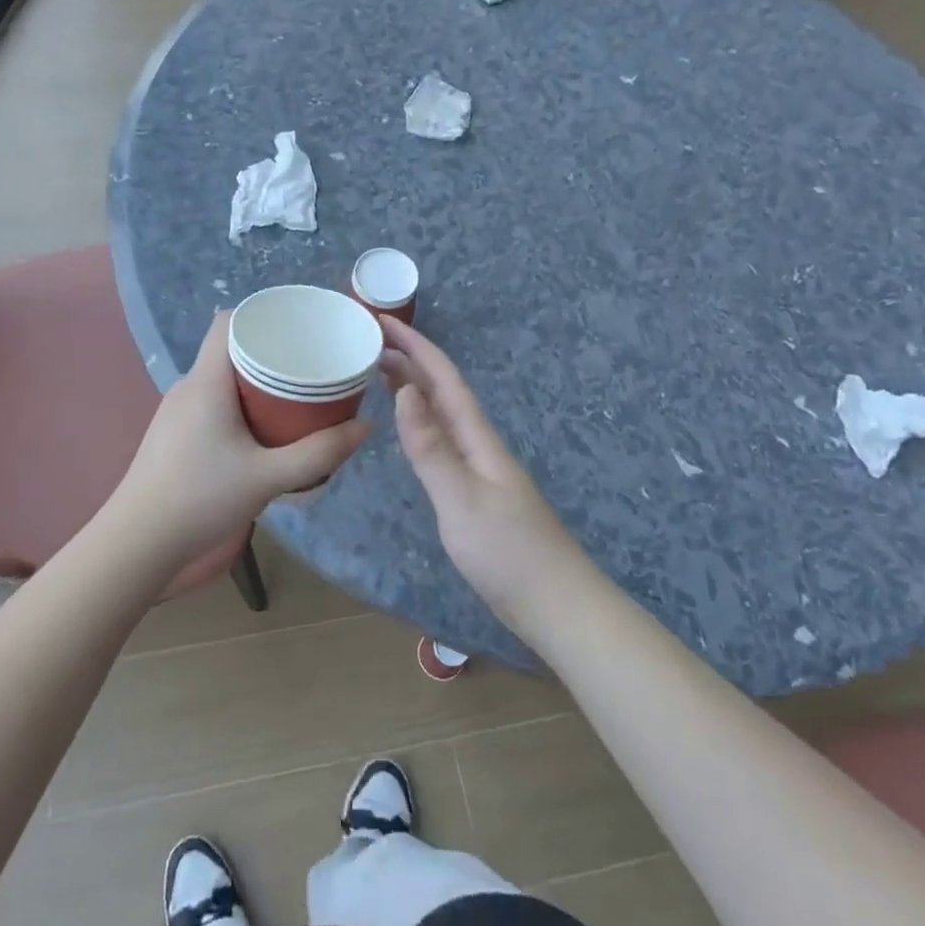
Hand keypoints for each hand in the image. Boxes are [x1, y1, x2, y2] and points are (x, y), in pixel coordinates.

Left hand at [111, 313, 370, 563]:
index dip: (262, 316)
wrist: (138, 542)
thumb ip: (318, 453)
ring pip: (220, 379)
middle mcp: (188, 386)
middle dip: (269, 352)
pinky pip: (211, 402)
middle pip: (229, 349)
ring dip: (254, 382)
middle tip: (309, 366)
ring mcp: (176, 411)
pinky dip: (238, 404)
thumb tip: (365, 426)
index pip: (228, 321)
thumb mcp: (268, 477)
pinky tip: (260, 429)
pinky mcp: (172, 434)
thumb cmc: (201, 498)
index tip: (297, 329)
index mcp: (206, 381)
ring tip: (293, 396)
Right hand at [380, 318, 591, 628]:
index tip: (382, 321)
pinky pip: (441, 442)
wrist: (555, 604)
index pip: (444, 378)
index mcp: (478, 438)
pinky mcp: (474, 494)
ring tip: (380, 374)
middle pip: (443, 392)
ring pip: (442, 415)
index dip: (415, 347)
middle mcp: (479, 445)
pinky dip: (420, 424)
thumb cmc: (507, 552)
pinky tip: (410, 430)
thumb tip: (403, 391)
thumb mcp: (460, 498)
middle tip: (369, 343)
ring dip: (413, 389)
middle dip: (410, 361)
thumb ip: (430, 447)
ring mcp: (479, 469)